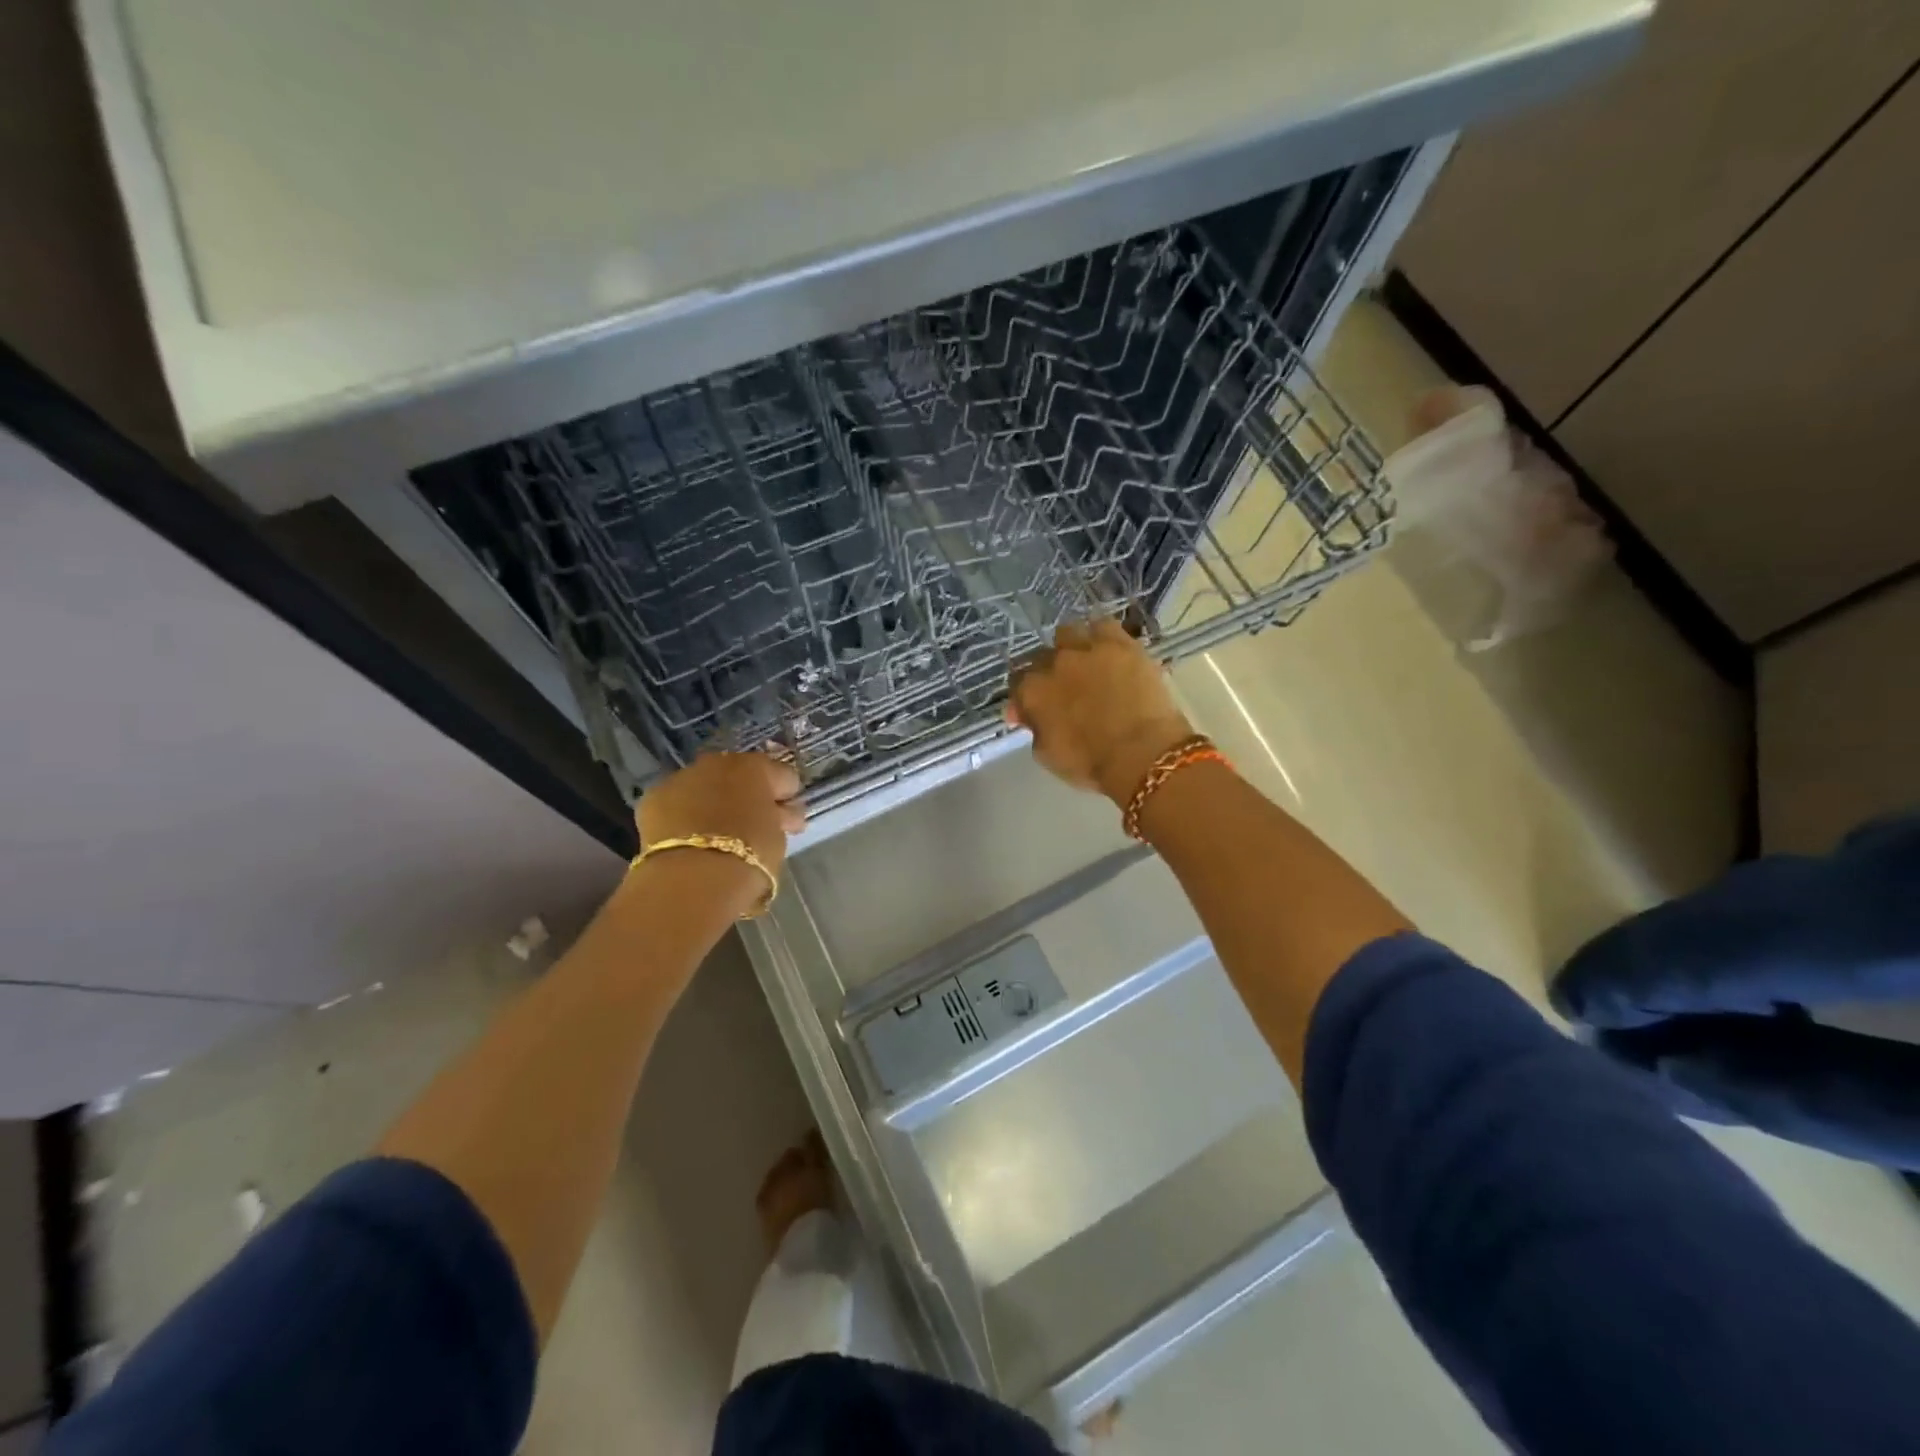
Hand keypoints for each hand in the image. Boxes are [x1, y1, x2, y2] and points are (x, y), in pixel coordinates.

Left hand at [637, 752, 806, 910]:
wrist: (693, 877)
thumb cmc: (749, 855)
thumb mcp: (778, 838)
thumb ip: (781, 819)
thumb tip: (784, 813)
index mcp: (756, 768)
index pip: (784, 776)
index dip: (788, 798)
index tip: (788, 821)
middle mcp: (718, 763)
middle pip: (741, 775)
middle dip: (748, 795)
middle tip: (753, 826)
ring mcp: (682, 777)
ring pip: (706, 786)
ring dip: (715, 802)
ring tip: (717, 834)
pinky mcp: (653, 798)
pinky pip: (677, 803)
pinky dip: (684, 816)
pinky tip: (689, 839)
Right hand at [1007, 621, 1195, 804]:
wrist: (1142, 752)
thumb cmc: (1091, 763)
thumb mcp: (1048, 755)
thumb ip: (1033, 729)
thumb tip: (1026, 715)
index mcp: (1033, 691)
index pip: (1018, 683)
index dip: (1025, 696)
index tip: (1034, 710)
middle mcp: (1054, 663)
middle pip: (1042, 657)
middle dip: (1048, 672)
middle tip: (1063, 689)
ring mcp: (1087, 649)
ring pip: (1068, 633)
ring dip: (1071, 647)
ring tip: (1084, 662)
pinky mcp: (1121, 643)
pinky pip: (1104, 625)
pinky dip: (1102, 635)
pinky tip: (1108, 648)